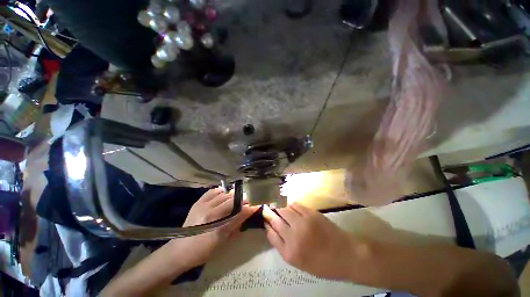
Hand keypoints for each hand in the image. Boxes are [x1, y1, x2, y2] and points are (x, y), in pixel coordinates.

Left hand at [169, 188, 256, 269]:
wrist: (179, 251)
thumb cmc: (203, 251)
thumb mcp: (222, 241)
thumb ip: (236, 225)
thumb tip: (248, 214)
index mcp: (217, 226)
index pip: (238, 212)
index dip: (248, 208)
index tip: (256, 205)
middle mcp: (210, 212)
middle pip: (231, 200)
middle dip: (241, 200)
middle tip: (246, 203)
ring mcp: (203, 205)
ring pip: (223, 194)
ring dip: (231, 196)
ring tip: (234, 200)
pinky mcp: (198, 203)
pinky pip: (212, 191)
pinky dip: (219, 191)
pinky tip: (222, 195)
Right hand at [263, 203, 357, 280]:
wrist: (346, 255)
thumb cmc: (323, 263)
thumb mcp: (300, 262)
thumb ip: (284, 247)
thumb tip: (274, 230)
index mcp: (290, 253)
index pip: (271, 235)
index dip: (267, 226)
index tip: (265, 221)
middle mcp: (293, 237)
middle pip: (275, 220)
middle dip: (270, 214)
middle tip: (268, 211)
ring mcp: (302, 223)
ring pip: (284, 211)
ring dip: (280, 210)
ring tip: (281, 210)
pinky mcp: (311, 213)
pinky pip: (295, 205)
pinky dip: (291, 206)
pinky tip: (292, 208)